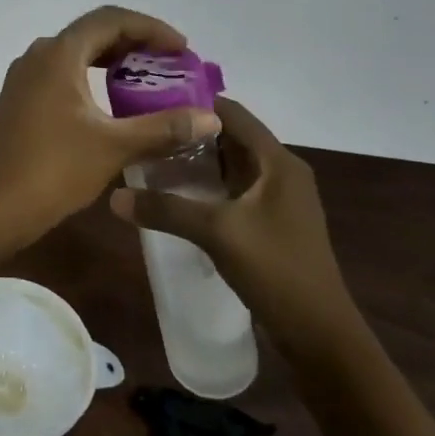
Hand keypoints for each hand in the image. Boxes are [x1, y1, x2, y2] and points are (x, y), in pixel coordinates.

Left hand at [0, 6, 223, 247]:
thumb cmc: (53, 169)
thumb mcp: (115, 147)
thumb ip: (164, 128)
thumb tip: (211, 119)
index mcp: (59, 53)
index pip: (111, 19)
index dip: (151, 28)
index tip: (183, 49)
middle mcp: (39, 55)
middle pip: (93, 33)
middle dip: (135, 43)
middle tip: (171, 65)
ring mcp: (25, 77)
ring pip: (77, 54)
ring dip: (113, 61)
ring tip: (149, 81)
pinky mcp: (21, 99)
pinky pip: (63, 73)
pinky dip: (93, 78)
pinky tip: (112, 104)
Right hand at [110, 96, 359, 360]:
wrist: (320, 337)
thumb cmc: (276, 270)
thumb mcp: (217, 233)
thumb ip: (166, 210)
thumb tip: (114, 197)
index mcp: (278, 162)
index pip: (233, 113)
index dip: (195, 102)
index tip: (152, 99)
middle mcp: (281, 172)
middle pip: (230, 137)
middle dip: (189, 132)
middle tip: (144, 129)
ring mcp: (278, 200)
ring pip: (230, 166)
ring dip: (196, 161)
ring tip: (151, 157)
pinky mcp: (271, 223)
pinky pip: (233, 191)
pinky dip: (206, 186)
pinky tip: (175, 195)